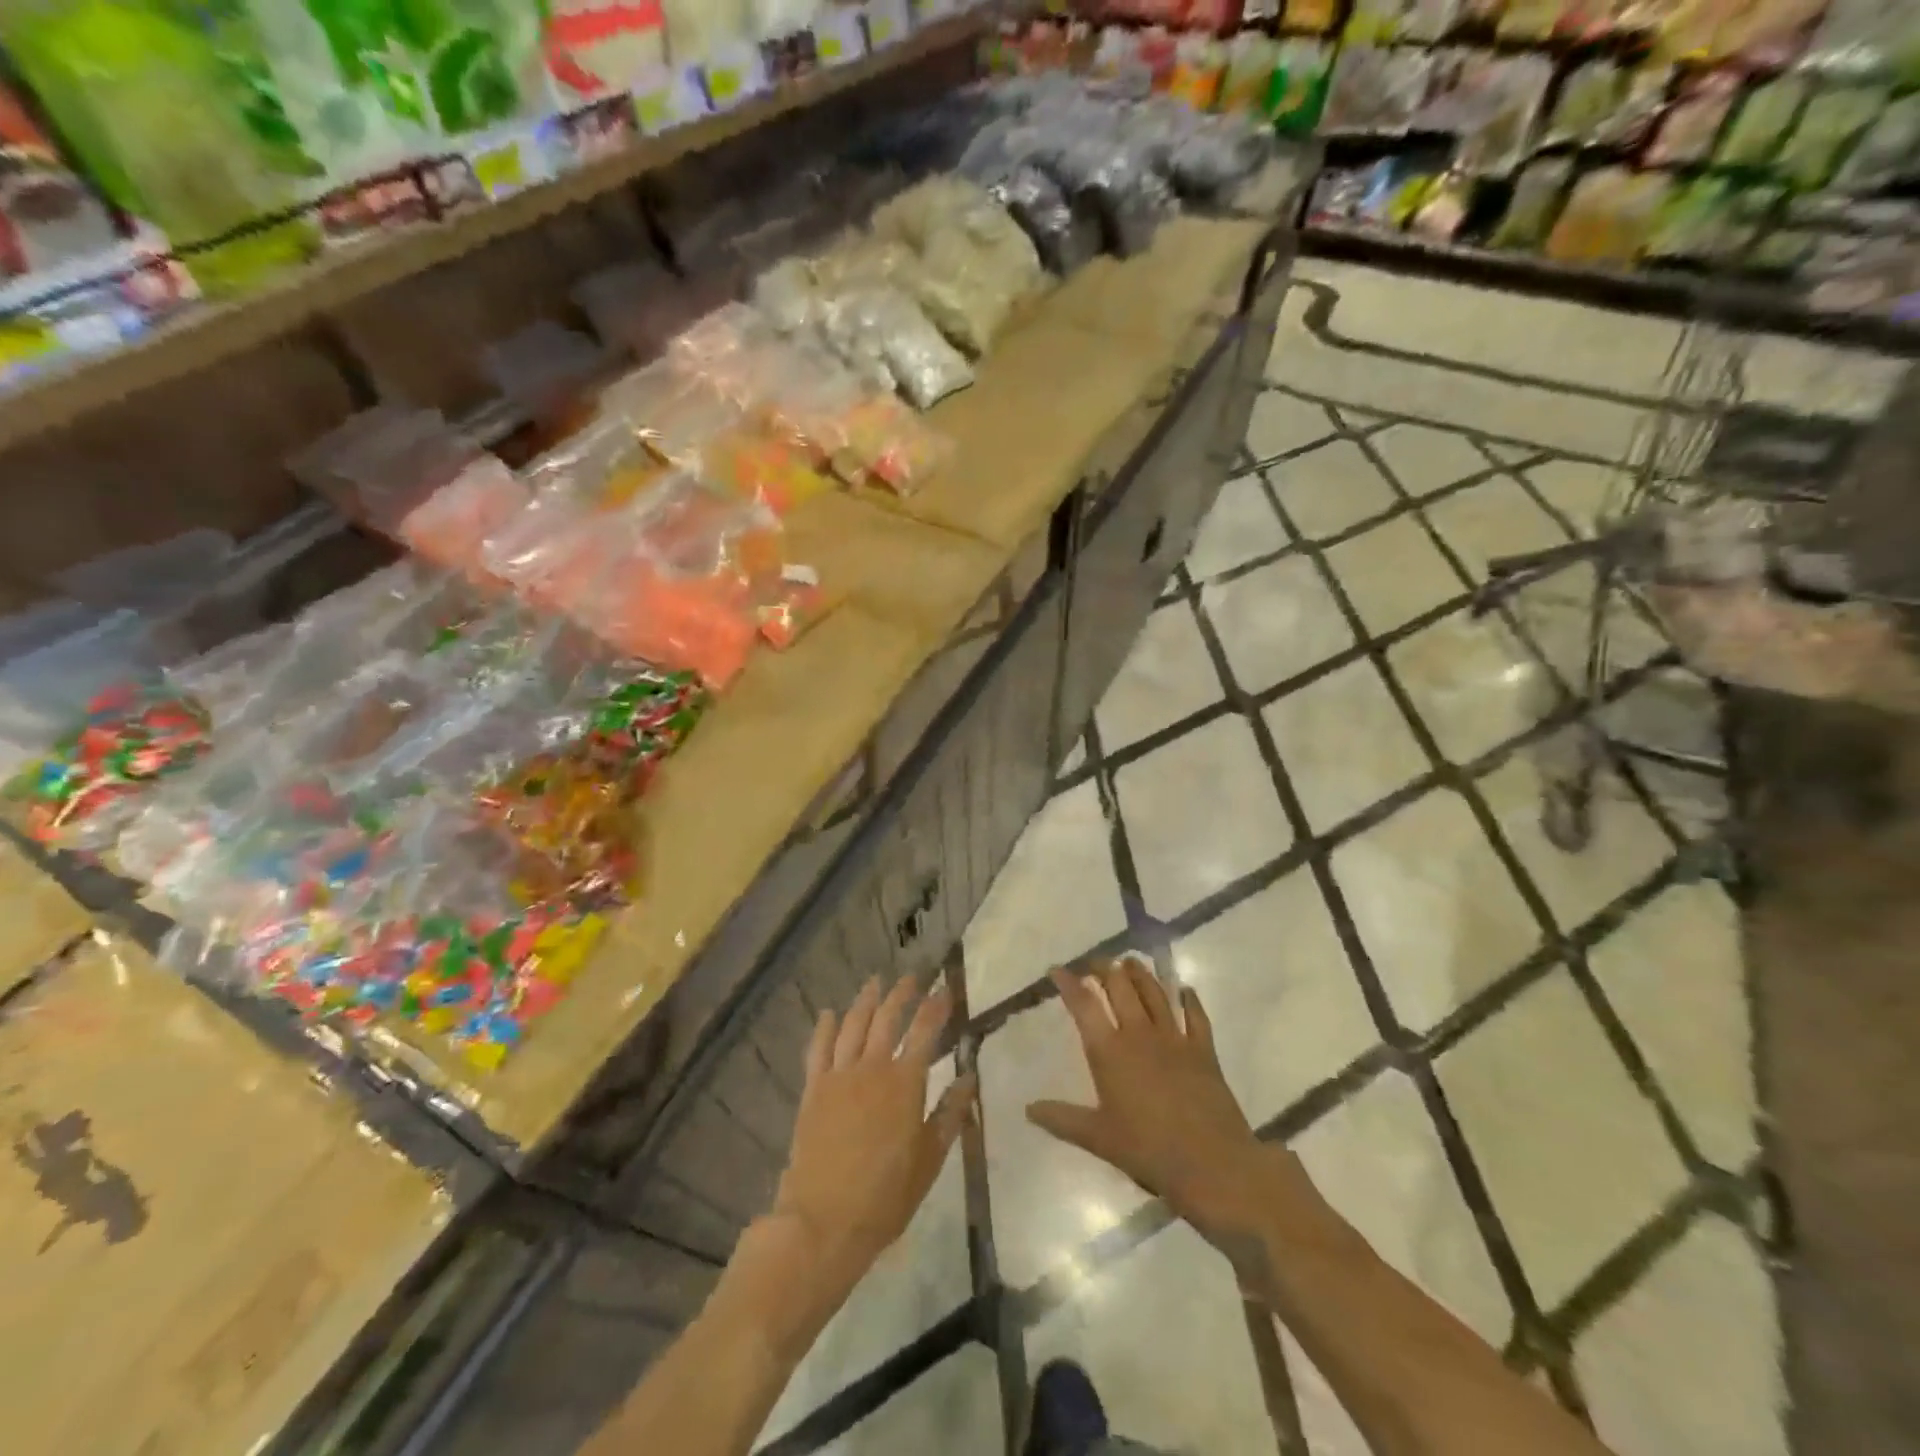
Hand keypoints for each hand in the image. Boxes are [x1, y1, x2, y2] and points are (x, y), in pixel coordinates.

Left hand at [769, 976, 974, 1312]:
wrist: (823, 1221)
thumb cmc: (886, 1196)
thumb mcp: (930, 1159)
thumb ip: (950, 1114)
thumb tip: (970, 1077)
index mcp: (905, 1083)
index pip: (925, 1031)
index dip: (937, 1006)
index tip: (945, 989)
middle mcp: (872, 1067)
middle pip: (888, 1018)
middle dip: (902, 994)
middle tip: (912, 978)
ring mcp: (839, 1075)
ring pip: (853, 1024)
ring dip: (866, 1000)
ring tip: (875, 982)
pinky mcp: (813, 1089)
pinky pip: (818, 1048)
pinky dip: (824, 1027)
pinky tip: (828, 1013)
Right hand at [1027, 959, 1277, 1241]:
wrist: (1213, 1164)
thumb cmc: (1149, 1151)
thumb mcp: (1098, 1139)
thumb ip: (1062, 1119)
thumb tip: (1028, 1108)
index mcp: (1110, 1051)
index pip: (1084, 1005)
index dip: (1069, 983)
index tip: (1057, 969)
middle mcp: (1140, 1034)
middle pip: (1120, 987)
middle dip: (1105, 969)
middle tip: (1095, 962)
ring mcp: (1175, 1038)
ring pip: (1154, 993)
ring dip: (1140, 974)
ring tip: (1129, 962)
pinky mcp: (1203, 1050)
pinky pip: (1196, 1015)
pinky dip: (1190, 999)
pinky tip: (1185, 990)